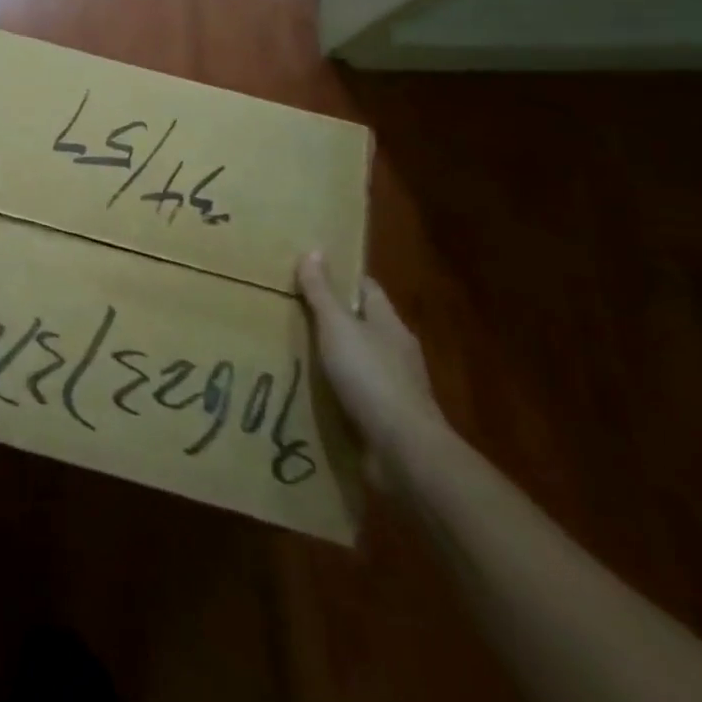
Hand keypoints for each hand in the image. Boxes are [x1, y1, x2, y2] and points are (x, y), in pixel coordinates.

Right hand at [298, 253, 446, 479]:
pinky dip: (341, 389)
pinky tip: (317, 391)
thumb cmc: (370, 377)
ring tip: (301, 351)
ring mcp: (396, 387)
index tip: (313, 273)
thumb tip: (313, 251)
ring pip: (362, 360)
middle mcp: (397, 351)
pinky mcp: (388, 418)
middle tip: (296, 311)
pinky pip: (360, 393)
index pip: (367, 289)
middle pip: (365, 324)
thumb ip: (322, 293)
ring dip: (338, 356)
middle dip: (336, 318)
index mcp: (390, 324)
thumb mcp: (337, 327)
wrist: (404, 451)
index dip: (343, 278)